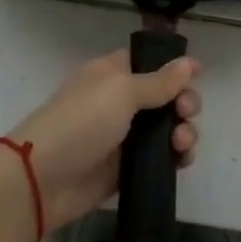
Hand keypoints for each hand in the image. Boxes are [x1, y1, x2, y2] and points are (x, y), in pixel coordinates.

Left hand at [2, 50, 201, 231]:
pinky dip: (174, 158)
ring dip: (182, 131)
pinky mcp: (125, 169)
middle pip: (164, 96)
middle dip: (183, 102)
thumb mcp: (121, 92)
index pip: (149, 62)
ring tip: (182, 144)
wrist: (42, 179)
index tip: (197, 75)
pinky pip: (158, 159)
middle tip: (186, 113)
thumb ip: (159, 81)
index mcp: (112, 73)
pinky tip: (181, 160)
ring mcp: (123, 136)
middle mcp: (119, 101)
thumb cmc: (81, 121)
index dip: (174, 68)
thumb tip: (190, 62)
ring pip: (165, 129)